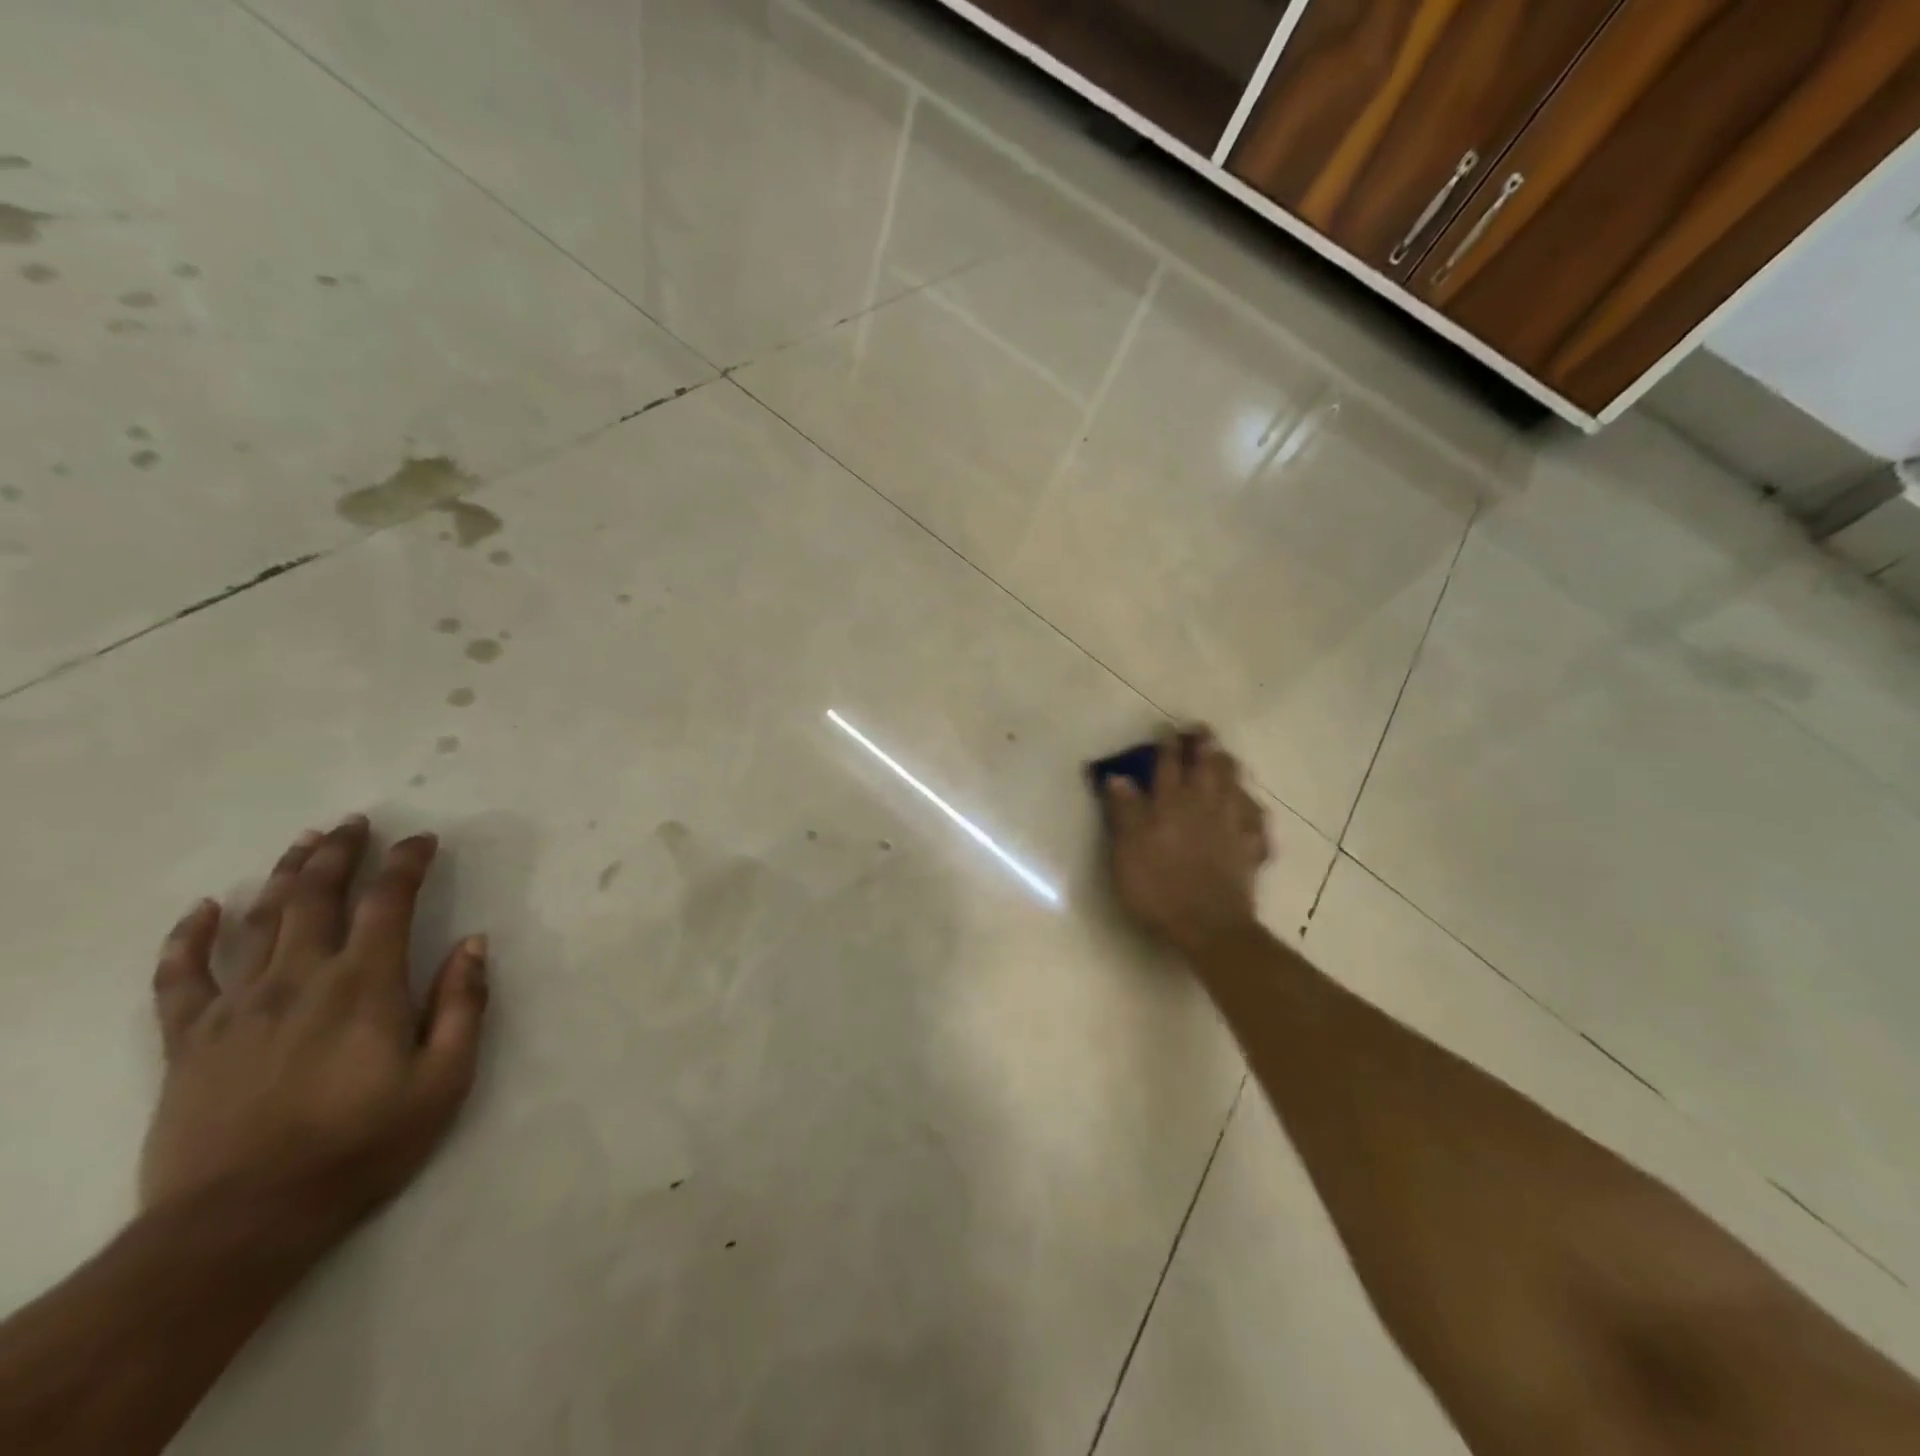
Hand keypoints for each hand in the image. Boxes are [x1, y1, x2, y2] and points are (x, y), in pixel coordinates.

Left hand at [140, 817, 489, 1240]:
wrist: (240, 1222)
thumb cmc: (360, 1146)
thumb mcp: (443, 1080)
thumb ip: (462, 1005)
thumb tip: (475, 943)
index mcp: (365, 984)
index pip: (388, 901)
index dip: (407, 863)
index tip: (423, 840)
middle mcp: (298, 979)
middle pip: (316, 896)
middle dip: (339, 852)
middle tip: (354, 822)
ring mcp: (236, 1007)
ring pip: (258, 921)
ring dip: (284, 875)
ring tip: (303, 843)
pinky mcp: (189, 1041)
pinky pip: (180, 976)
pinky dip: (189, 937)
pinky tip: (202, 910)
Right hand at [1104, 729, 1271, 957]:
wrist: (1208, 926)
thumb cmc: (1158, 887)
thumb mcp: (1126, 850)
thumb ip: (1123, 812)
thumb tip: (1117, 778)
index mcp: (1170, 803)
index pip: (1168, 764)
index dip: (1167, 744)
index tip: (1166, 728)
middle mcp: (1204, 805)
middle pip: (1208, 766)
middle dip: (1204, 745)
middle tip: (1201, 730)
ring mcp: (1232, 826)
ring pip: (1235, 786)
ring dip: (1229, 767)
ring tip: (1226, 757)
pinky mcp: (1250, 848)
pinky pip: (1257, 820)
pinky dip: (1254, 808)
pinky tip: (1252, 807)